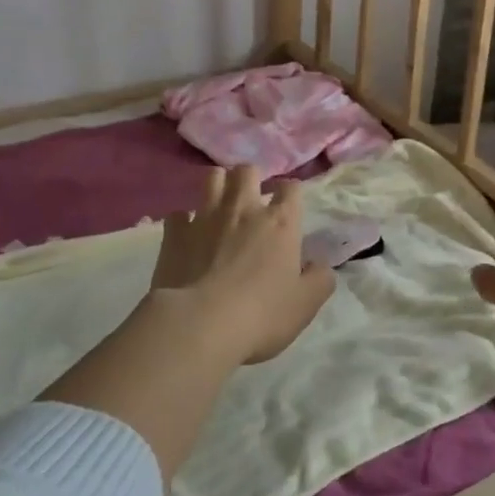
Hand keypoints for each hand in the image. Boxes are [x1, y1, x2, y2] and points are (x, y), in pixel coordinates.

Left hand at [152, 165, 335, 363]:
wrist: (200, 324)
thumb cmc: (262, 314)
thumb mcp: (306, 304)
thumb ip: (319, 278)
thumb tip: (319, 264)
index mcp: (280, 223)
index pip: (291, 188)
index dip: (290, 193)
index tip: (288, 207)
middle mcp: (243, 209)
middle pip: (247, 171)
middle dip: (250, 179)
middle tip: (251, 200)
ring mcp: (206, 217)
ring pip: (212, 178)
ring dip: (218, 186)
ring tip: (220, 205)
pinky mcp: (175, 233)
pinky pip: (178, 214)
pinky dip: (184, 222)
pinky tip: (187, 235)